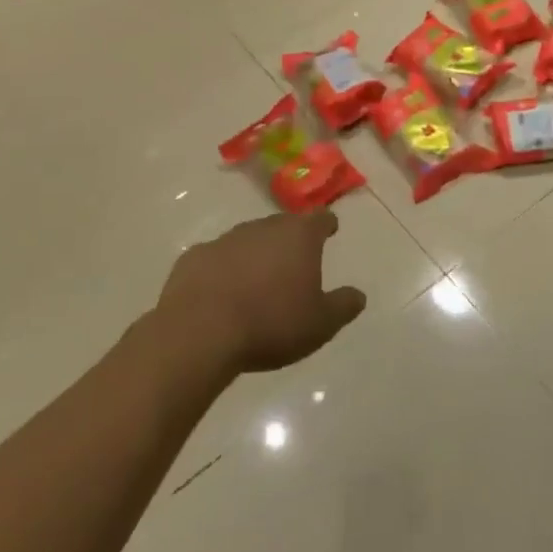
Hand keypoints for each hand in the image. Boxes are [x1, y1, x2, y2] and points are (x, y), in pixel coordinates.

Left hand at [157, 211, 366, 374]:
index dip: (327, 224)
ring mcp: (226, 239)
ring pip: (249, 239)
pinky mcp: (194, 256)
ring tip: (258, 281)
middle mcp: (264, 228)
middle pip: (283, 225)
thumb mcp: (320, 324)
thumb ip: (343, 306)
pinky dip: (223, 269)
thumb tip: (358, 295)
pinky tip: (222, 293)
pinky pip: (217, 258)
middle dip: (291, 240)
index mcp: (299, 237)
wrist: (199, 333)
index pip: (320, 218)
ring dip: (256, 254)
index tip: (330, 230)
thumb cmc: (270, 324)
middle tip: (295, 262)